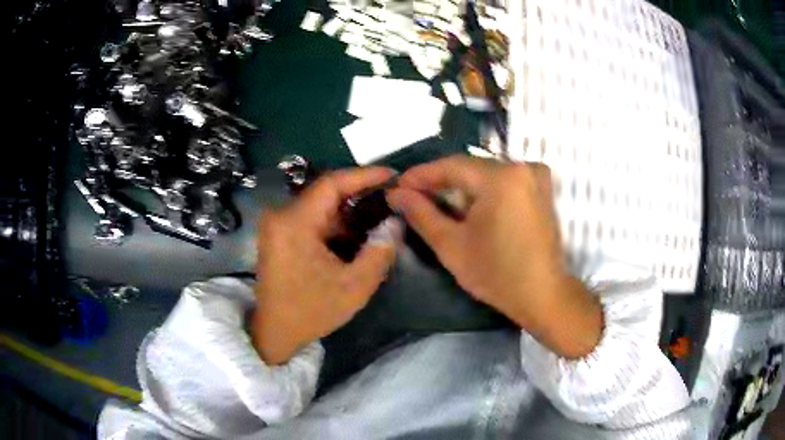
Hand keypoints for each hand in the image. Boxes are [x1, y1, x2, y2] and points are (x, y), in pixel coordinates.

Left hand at [251, 167, 401, 364]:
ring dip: (349, 212)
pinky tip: (356, 235)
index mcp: (295, 223)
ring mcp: (278, 224)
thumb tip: (395, 223)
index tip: (393, 176)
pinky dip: (336, 224)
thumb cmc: (310, 311)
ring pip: (321, 206)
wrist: (275, 331)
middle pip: (326, 193)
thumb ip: (379, 252)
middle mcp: (281, 215)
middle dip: (361, 195)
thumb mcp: (353, 287)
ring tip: (380, 218)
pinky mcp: (280, 234)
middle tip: (392, 199)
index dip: (364, 175)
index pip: (332, 183)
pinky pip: (312, 218)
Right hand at [387, 156, 601, 358]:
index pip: (452, 165)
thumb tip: (396, 193)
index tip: (397, 186)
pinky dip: (481, 190)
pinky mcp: (541, 189)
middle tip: (412, 196)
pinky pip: (502, 180)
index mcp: (502, 177)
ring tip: (433, 201)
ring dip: (459, 185)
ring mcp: (536, 176)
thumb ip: (421, 214)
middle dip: (439, 181)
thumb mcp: (452, 245)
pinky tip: (465, 204)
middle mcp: (522, 167)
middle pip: (470, 167)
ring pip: (485, 173)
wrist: (543, 295)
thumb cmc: (497, 274)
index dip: (421, 175)